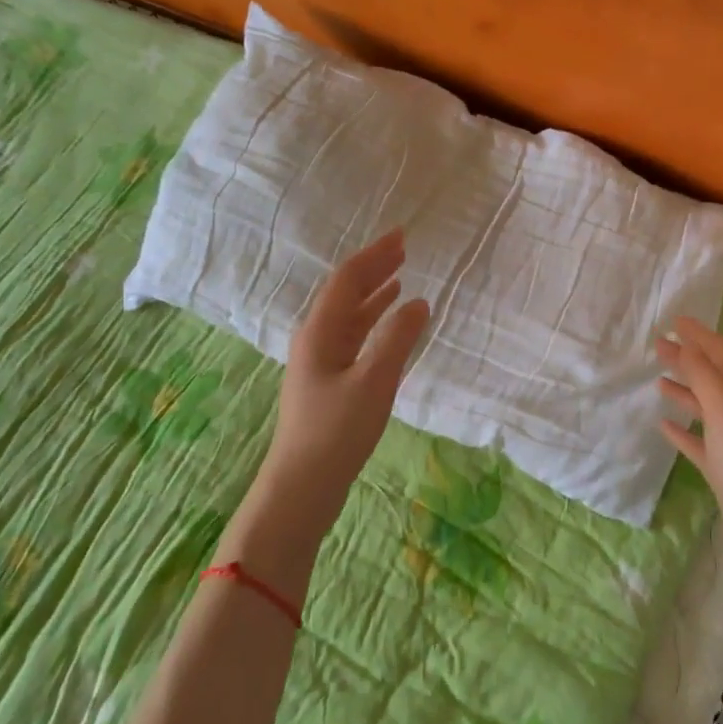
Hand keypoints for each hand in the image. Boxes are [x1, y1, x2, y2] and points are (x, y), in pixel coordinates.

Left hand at [263, 228, 430, 520]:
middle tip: (403, 250)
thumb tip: (420, 302)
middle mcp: (316, 339)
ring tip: (399, 279)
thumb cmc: (337, 432)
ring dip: (374, 295)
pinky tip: (388, 326)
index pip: (348, 280)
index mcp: (320, 332)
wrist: (302, 487)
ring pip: (349, 317)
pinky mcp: (329, 383)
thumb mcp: (374, 382)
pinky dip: (373, 324)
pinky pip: (353, 339)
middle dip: (374, 269)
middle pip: (346, 293)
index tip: (401, 236)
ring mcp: (320, 362)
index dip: (375, 255)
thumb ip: (398, 339)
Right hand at [657, 316, 722, 601]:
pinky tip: (664, 426)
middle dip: (690, 360)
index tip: (676, 321)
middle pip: (716, 378)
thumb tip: (688, 344)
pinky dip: (684, 431)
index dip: (702, 336)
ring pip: (708, 409)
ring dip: (685, 392)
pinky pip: (701, 443)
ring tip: (658, 381)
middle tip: (659, 346)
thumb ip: (706, 376)